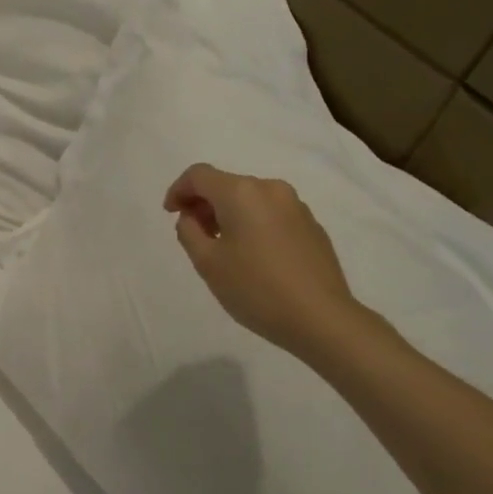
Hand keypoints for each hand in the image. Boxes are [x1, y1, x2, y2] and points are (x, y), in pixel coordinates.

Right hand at [163, 163, 366, 361]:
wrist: (322, 318)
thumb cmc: (256, 289)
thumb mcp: (207, 263)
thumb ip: (189, 231)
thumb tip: (192, 217)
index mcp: (241, 192)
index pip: (199, 175)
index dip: (178, 190)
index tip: (171, 214)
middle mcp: (270, 189)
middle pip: (226, 184)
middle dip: (204, 204)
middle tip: (194, 235)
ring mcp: (296, 206)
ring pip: (250, 199)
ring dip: (229, 214)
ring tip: (223, 248)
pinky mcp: (312, 225)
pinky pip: (271, 214)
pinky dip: (253, 224)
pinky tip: (254, 256)